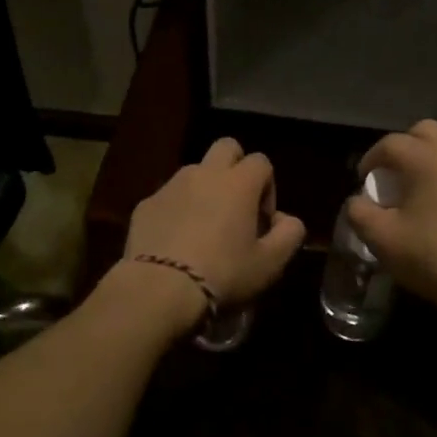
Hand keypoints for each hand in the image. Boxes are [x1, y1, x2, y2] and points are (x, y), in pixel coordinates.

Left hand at [117, 137, 306, 332]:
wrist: (159, 289)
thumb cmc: (223, 274)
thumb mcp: (270, 264)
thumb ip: (289, 235)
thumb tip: (287, 220)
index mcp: (239, 182)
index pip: (262, 162)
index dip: (268, 187)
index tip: (262, 221)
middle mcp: (205, 173)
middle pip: (227, 147)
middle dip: (236, 167)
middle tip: (236, 205)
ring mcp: (171, 185)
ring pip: (195, 171)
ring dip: (205, 188)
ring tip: (204, 227)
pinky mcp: (146, 203)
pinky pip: (168, 196)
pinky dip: (177, 209)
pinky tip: (176, 242)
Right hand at [345, 119, 436, 322]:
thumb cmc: (431, 256)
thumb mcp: (381, 238)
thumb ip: (359, 211)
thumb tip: (357, 201)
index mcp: (426, 159)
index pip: (390, 144)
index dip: (369, 159)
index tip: (361, 182)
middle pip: (423, 131)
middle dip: (401, 147)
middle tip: (388, 174)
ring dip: (422, 158)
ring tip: (408, 188)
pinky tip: (430, 205)